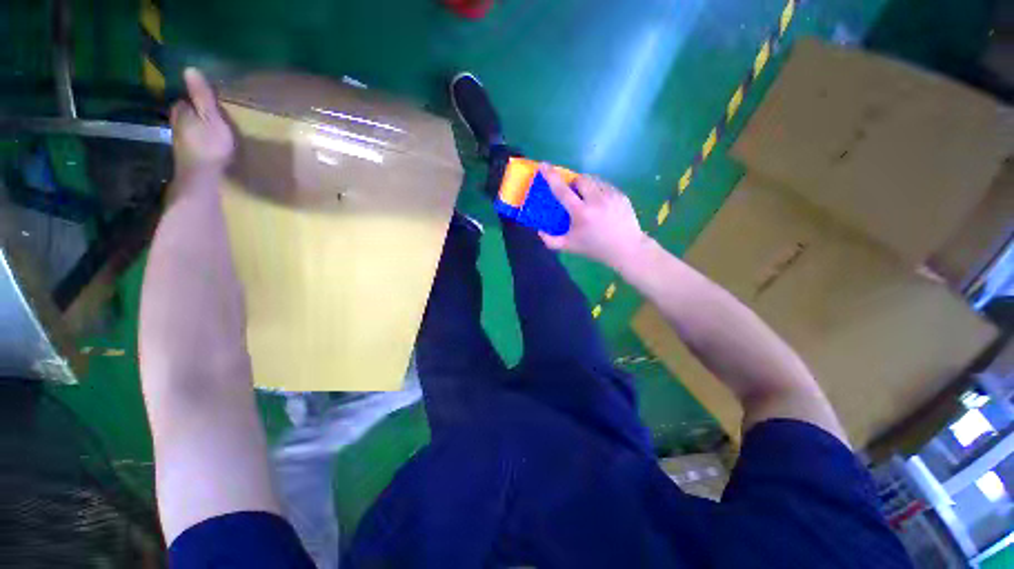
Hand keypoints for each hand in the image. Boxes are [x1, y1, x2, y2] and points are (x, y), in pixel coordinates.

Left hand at [171, 68, 234, 179]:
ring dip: (195, 121)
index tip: (209, 96)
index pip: (186, 97)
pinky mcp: (185, 150)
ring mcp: (179, 137)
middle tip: (210, 109)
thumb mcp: (211, 118)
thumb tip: (190, 68)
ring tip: (208, 123)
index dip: (196, 96)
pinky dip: (196, 134)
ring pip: (186, 122)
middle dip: (194, 108)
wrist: (200, 175)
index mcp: (182, 109)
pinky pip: (190, 136)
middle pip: (185, 109)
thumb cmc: (209, 145)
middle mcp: (175, 120)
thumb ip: (202, 96)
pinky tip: (204, 139)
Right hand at [538, 165, 650, 270]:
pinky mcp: (621, 195)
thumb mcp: (569, 247)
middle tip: (574, 195)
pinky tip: (600, 204)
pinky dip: (599, 191)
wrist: (626, 249)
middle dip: (574, 183)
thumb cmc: (595, 248)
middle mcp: (596, 200)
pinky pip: (606, 186)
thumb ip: (551, 241)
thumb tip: (539, 231)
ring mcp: (611, 196)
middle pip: (581, 179)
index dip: (551, 176)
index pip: (562, 190)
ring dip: (587, 186)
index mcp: (581, 212)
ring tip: (588, 199)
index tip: (544, 165)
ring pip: (594, 180)